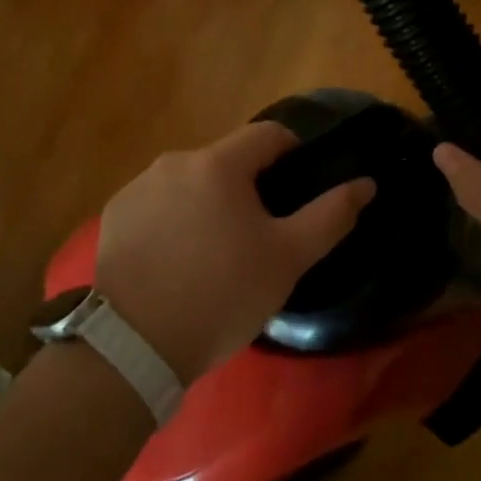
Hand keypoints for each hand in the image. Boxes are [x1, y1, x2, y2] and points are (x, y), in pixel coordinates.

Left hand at [93, 122, 374, 383]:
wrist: (134, 346)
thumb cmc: (222, 294)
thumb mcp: (288, 259)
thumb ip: (330, 215)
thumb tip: (366, 184)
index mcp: (219, 164)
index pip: (268, 134)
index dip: (292, 152)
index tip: (298, 186)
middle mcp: (175, 161)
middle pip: (228, 160)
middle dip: (248, 186)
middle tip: (259, 233)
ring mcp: (139, 186)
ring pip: (191, 181)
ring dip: (209, 201)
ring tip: (215, 251)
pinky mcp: (115, 214)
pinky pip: (158, 202)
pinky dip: (174, 218)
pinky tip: (177, 260)